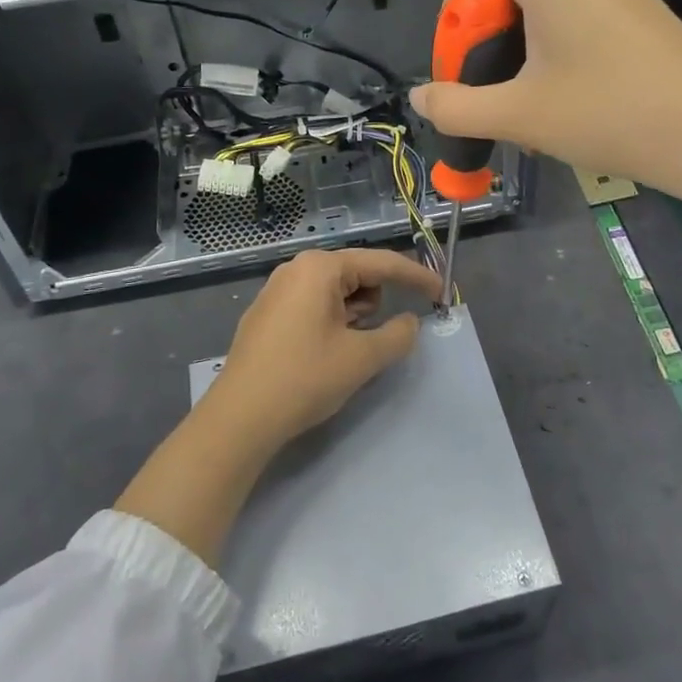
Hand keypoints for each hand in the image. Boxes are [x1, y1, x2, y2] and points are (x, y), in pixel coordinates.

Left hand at [206, 247, 443, 451]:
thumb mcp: (362, 358)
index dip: (416, 278)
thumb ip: (397, 335)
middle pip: (357, 275)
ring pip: (335, 293)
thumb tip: (410, 323)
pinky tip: (324, 354)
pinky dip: (332, 322)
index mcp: (320, 267)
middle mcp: (296, 268)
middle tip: (375, 339)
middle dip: (376, 302)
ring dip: (354, 315)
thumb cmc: (305, 378)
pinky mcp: (266, 314)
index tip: (441, 293)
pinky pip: (313, 306)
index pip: (381, 263)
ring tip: (346, 351)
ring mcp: (277, 290)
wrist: (240, 418)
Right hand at [409, 0, 681, 194]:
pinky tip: (568, 96)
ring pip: (545, 3)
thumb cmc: (607, 115)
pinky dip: (557, 46)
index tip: (459, 69)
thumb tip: (420, 97)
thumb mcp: (519, 115)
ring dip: (520, 47)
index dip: (453, 18)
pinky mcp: (643, 8)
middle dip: (485, 37)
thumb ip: (457, 107)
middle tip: (487, 91)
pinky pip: (580, 14)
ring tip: (525, 101)